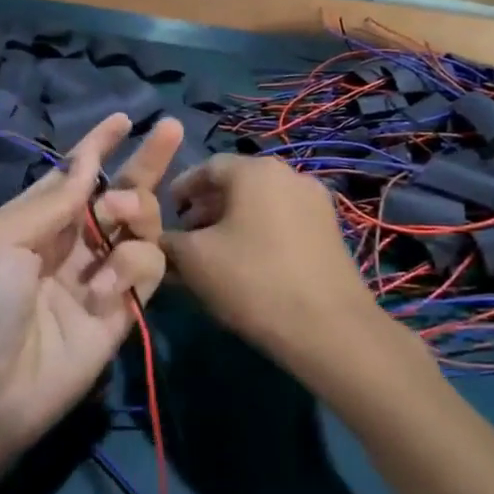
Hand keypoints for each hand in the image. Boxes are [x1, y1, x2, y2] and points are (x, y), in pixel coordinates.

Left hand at [0, 112, 182, 466]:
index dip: (99, 146)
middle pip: (120, 194)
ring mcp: (101, 276)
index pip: (76, 175)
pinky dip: (134, 267)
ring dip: (137, 211)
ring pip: (142, 227)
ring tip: (118, 218)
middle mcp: (73, 243)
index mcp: (38, 220)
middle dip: (145, 162)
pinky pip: (149, 270)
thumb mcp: (2, 237)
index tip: (123, 118)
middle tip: (169, 131)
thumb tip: (87, 161)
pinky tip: (105, 287)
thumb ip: (54, 199)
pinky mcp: (124, 309)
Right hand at [162, 154, 380, 364]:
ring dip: (232, 222)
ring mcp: (316, 202)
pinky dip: (259, 233)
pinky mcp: (330, 231)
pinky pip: (283, 222)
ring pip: (261, 204)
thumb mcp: (194, 260)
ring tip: (213, 254)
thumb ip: (169, 242)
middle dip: (206, 208)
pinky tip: (247, 264)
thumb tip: (164, 241)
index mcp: (256, 170)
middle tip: (186, 237)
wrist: (328, 327)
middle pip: (237, 184)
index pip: (207, 167)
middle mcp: (290, 174)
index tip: (165, 213)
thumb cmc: (252, 280)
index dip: (181, 189)